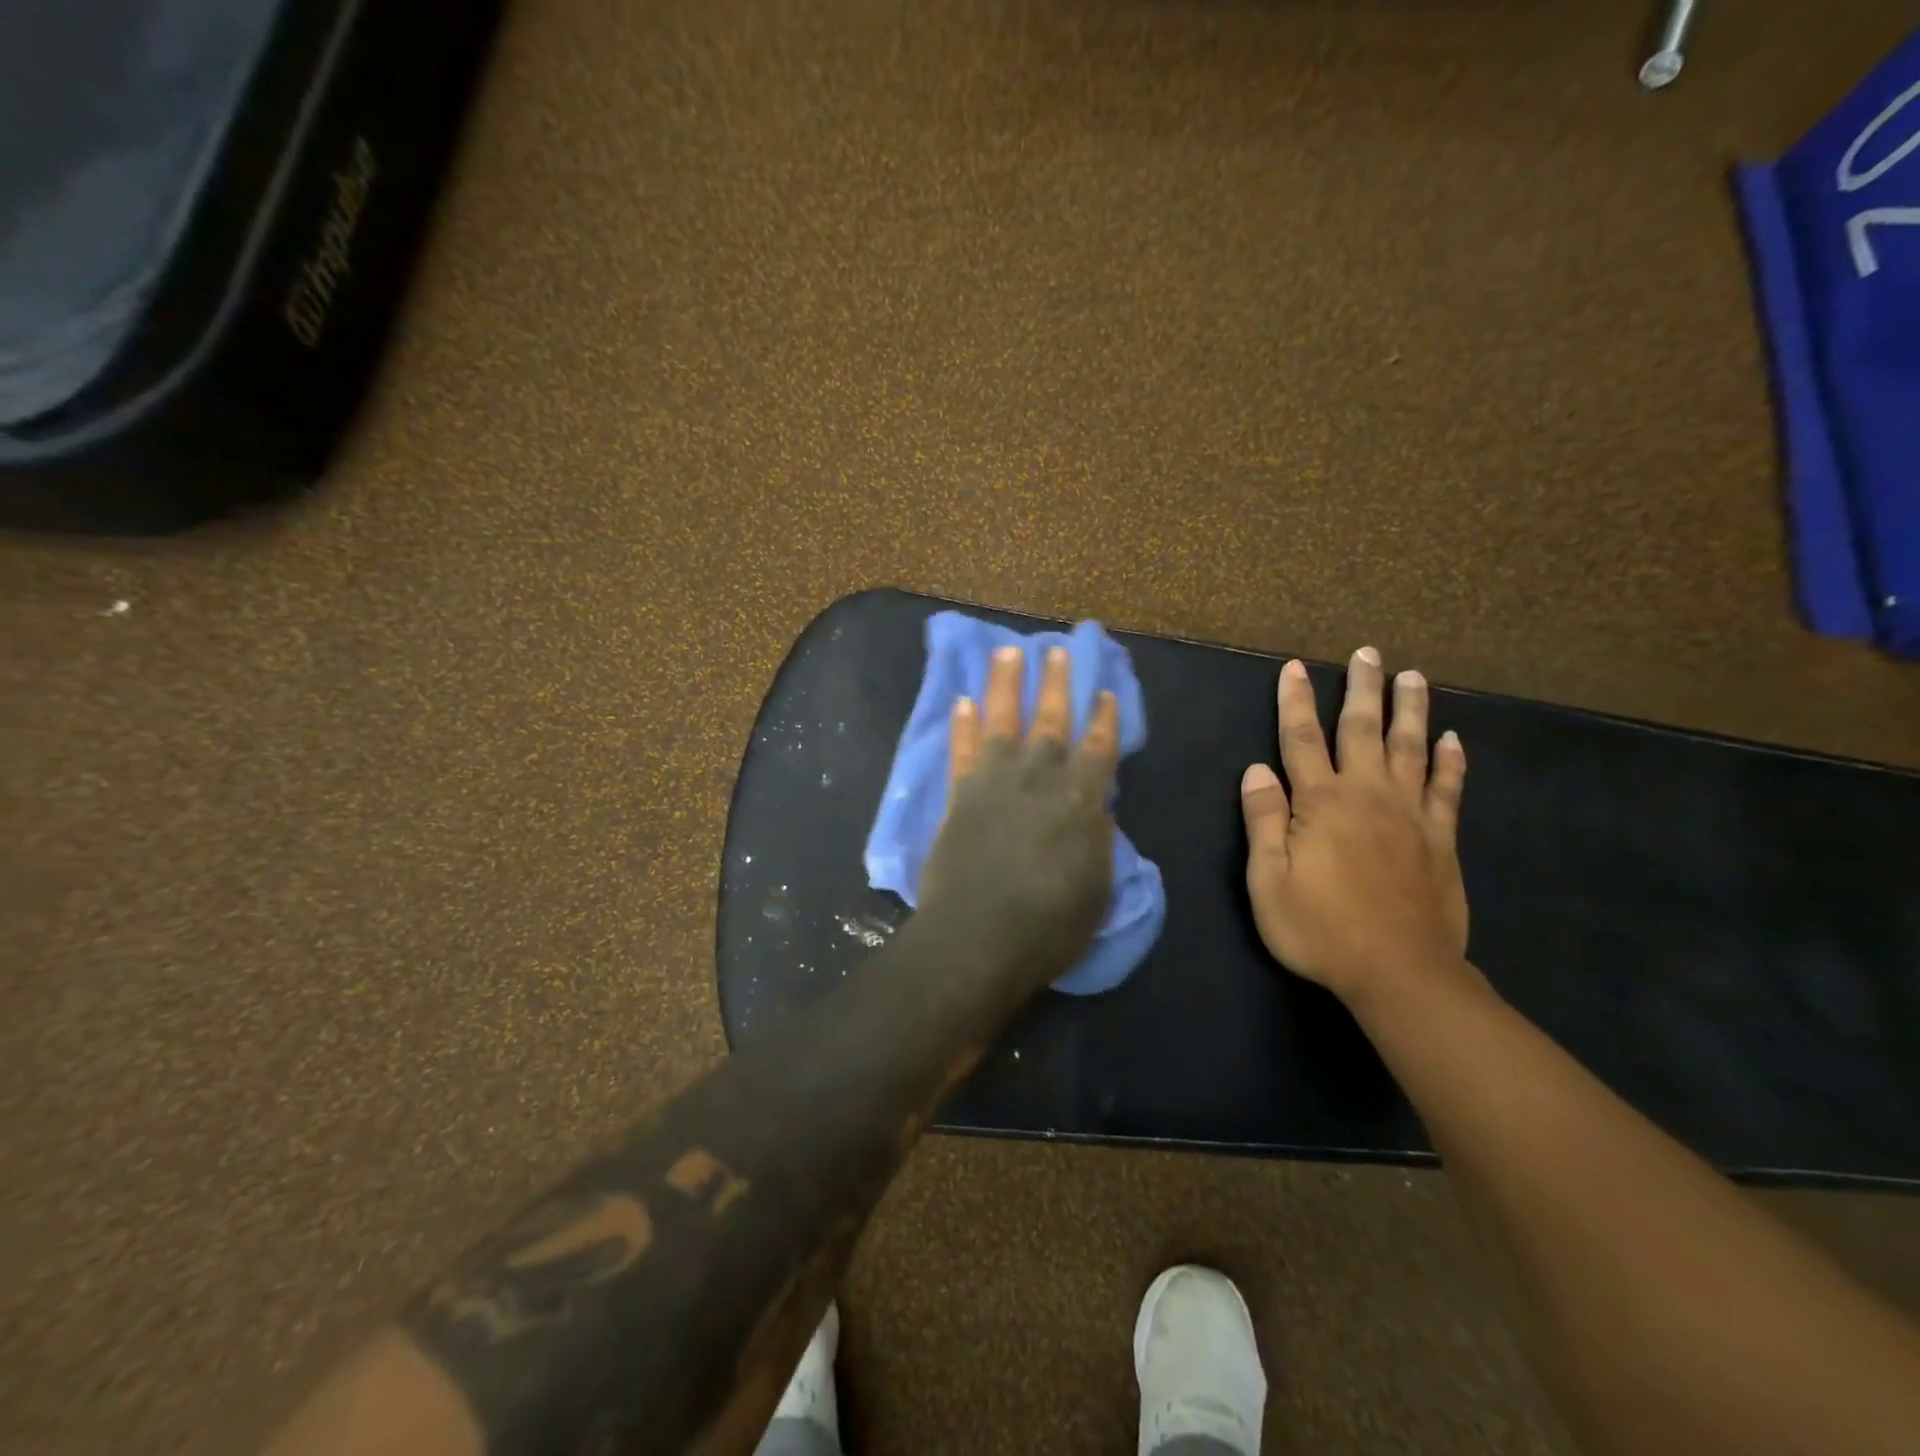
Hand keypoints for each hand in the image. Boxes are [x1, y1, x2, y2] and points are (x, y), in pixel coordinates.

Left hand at [917, 645, 1119, 987]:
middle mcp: (1038, 778)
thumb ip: (1097, 840)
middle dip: (1056, 683)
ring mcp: (993, 782)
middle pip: (1050, 720)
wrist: (977, 939)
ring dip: (1004, 685)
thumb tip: (1097, 809)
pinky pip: (960, 751)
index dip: (1104, 718)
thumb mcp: (1096, 889)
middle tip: (1057, 650)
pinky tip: (961, 702)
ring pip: (1001, 721)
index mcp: (1079, 799)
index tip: (1106, 691)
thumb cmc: (1049, 925)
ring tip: (1007, 653)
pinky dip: (961, 726)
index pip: (1098, 747)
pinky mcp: (958, 795)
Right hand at [1240, 647, 1468, 1004]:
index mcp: (1321, 804)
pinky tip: (1452, 740)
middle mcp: (1367, 796)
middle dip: (1361, 689)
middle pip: (1363, 730)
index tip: (1295, 668)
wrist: (1400, 973)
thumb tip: (1255, 770)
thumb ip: (1263, 821)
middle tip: (1367, 653)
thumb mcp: (1268, 881)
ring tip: (1412, 676)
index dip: (1295, 702)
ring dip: (1410, 710)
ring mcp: (1410, 815)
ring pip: (1410, 749)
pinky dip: (1451, 762)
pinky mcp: (1441, 840)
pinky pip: (1448, 790)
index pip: (1301, 740)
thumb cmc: (1320, 928)